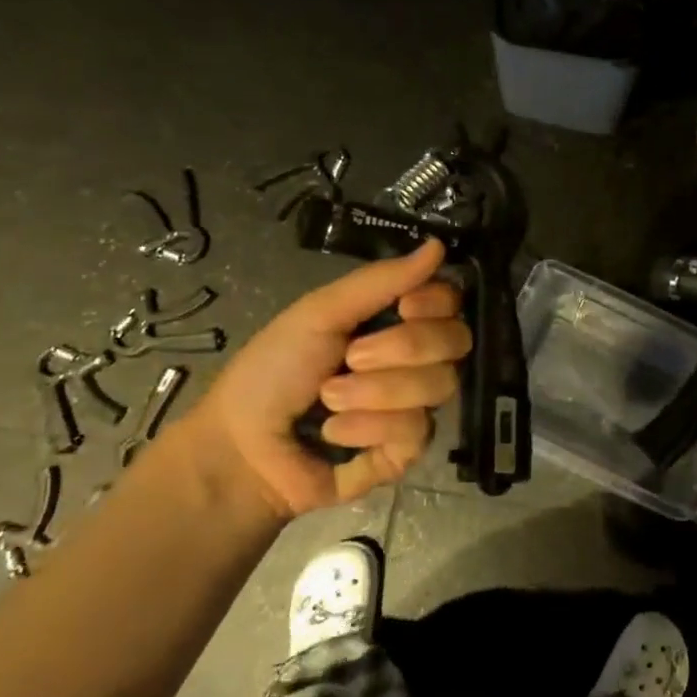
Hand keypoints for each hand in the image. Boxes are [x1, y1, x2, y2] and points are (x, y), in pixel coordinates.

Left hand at [188, 239, 470, 518]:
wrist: (241, 445)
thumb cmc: (273, 371)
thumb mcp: (320, 313)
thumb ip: (381, 280)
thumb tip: (439, 245)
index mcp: (396, 322)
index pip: (451, 303)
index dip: (436, 303)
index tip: (404, 307)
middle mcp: (415, 362)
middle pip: (455, 342)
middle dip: (402, 348)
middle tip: (350, 358)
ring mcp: (414, 407)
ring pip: (439, 386)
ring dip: (376, 392)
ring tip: (329, 401)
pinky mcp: (406, 451)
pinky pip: (416, 430)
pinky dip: (368, 427)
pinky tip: (335, 433)